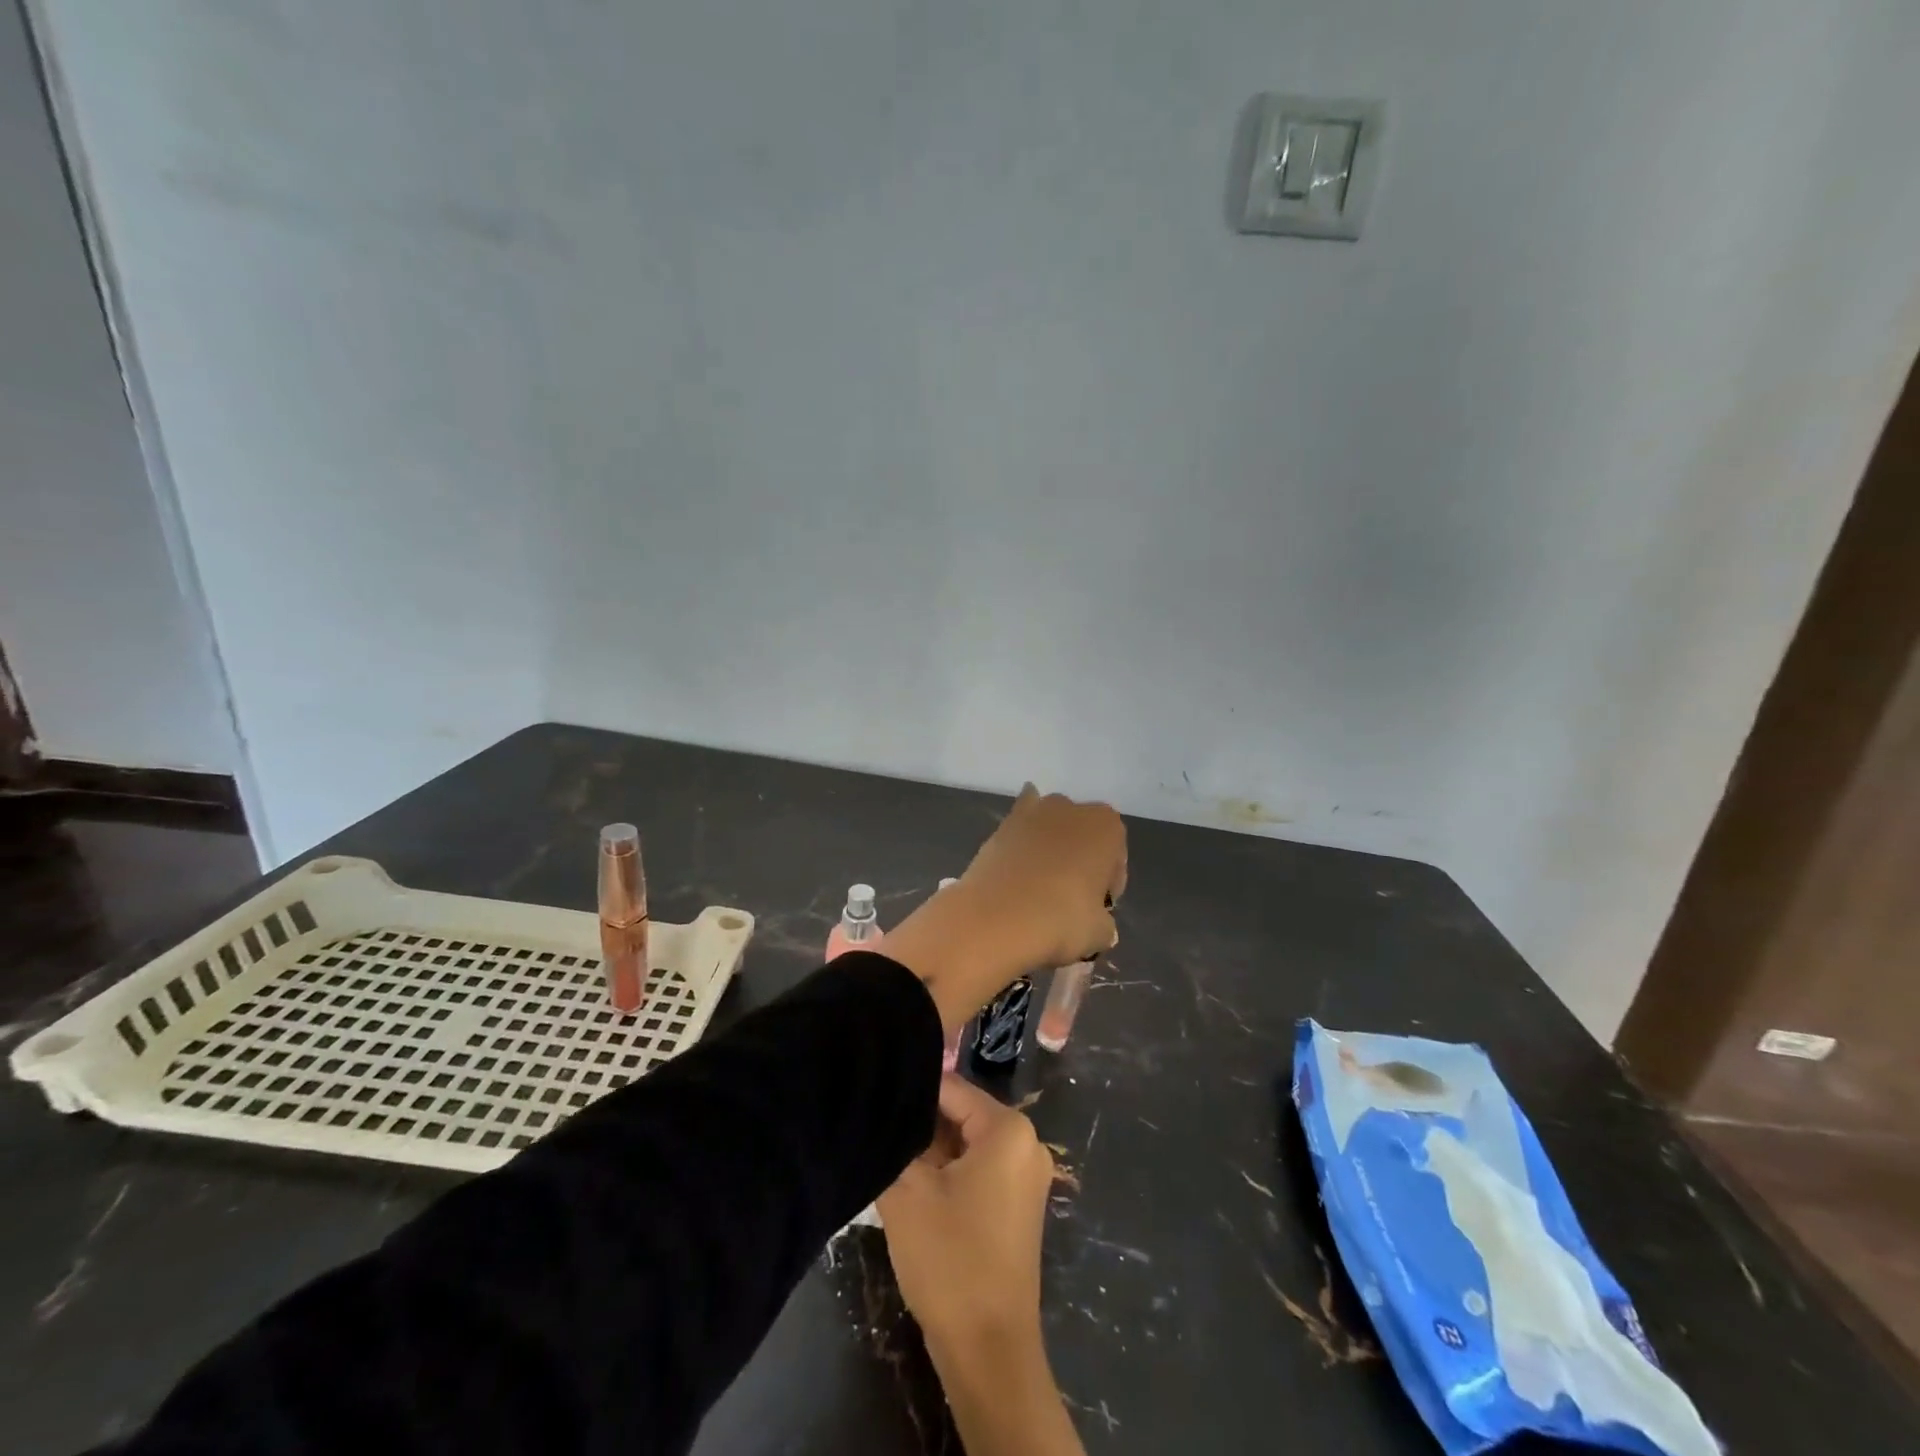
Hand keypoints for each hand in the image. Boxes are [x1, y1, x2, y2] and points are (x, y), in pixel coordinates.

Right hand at [879, 1076, 1084, 1455]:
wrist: (988, 1351)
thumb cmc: (950, 1259)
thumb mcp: (909, 1192)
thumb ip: (897, 1140)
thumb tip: (886, 1111)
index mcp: (1009, 1129)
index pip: (952, 1088)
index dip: (910, 1091)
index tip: (875, 1097)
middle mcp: (1027, 1142)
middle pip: (962, 1114)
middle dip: (921, 1124)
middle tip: (879, 1130)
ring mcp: (1026, 1176)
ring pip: (967, 1143)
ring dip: (931, 1151)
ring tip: (889, 1154)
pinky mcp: (1018, 1205)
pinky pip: (979, 1169)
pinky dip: (949, 1172)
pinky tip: (914, 1184)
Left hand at [884, 786, 1125, 1030]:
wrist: (995, 918)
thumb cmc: (1060, 920)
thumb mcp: (1100, 933)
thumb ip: (1105, 923)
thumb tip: (1098, 925)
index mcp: (1106, 826)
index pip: (1116, 859)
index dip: (1108, 886)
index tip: (1097, 910)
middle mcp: (1070, 808)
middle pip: (1083, 838)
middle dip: (1080, 863)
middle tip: (1070, 901)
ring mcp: (1031, 812)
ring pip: (1050, 832)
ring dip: (1050, 852)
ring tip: (1038, 891)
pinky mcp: (999, 826)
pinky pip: (1018, 832)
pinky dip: (1020, 844)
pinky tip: (1017, 866)